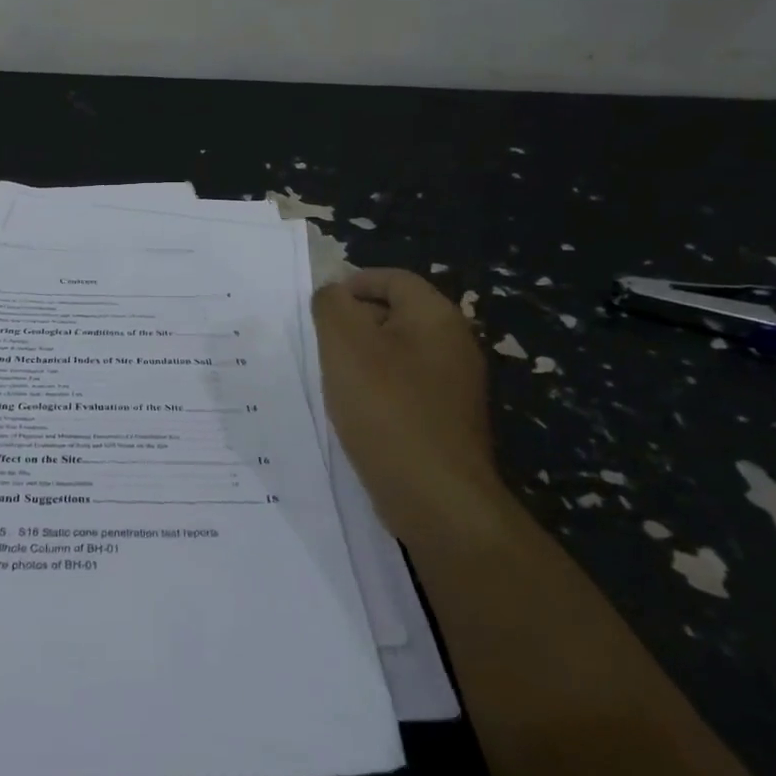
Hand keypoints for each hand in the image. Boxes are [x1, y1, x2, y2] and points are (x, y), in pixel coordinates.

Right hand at [312, 268, 500, 531]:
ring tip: (332, 378)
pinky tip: (356, 411)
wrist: (436, 497)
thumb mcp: (344, 343)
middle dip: (355, 322)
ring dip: (364, 359)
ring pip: (399, 353)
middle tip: (320, 342)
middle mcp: (454, 344)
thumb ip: (331, 305)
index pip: (393, 279)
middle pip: (397, 314)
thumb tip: (333, 294)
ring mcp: (456, 386)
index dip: (353, 284)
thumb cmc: (386, 408)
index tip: (319, 307)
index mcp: (436, 316)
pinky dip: (379, 390)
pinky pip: (406, 389)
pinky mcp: (448, 421)